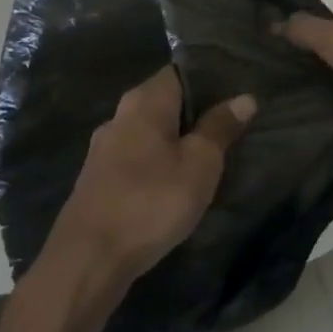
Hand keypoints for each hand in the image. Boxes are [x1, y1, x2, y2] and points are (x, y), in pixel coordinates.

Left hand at [49, 68, 256, 285]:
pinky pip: (138, 156)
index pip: (181, 71)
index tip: (239, 92)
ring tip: (210, 154)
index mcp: (144, 101)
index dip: (211, 79)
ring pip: (151, 131)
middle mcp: (120, 115)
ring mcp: (104, 148)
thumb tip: (244, 98)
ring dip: (177, 140)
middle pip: (166, 101)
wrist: (88, 260)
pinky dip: (159, 161)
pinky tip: (177, 180)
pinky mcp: (99, 178)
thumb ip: (220, 127)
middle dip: (197, 112)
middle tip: (232, 126)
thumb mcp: (200, 164)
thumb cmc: (151, 201)